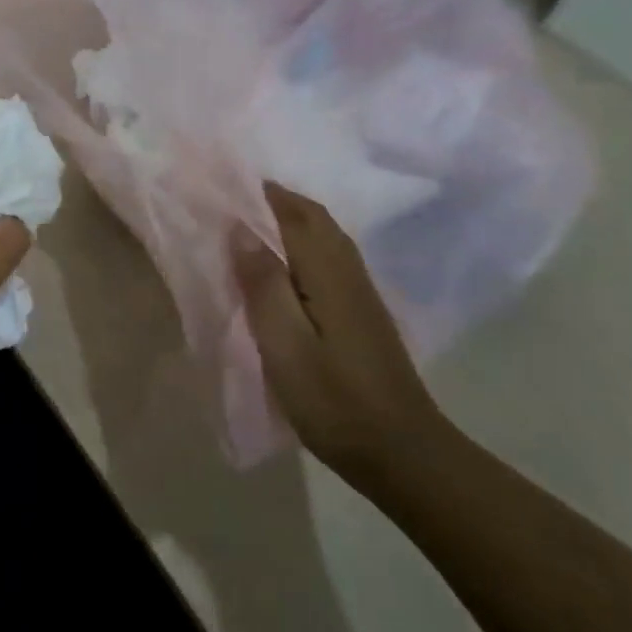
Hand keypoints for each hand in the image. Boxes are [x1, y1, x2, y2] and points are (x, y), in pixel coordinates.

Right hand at [235, 181, 445, 487]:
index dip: (265, 194)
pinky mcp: (364, 315)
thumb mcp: (285, 344)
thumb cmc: (334, 399)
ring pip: (327, 238)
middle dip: (280, 201)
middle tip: (237, 196)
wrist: (402, 453)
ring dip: (293, 220)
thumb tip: (240, 228)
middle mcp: (349, 273)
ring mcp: (362, 294)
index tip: (229, 179)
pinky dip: (305, 244)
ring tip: (254, 222)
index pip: (296, 215)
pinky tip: (287, 264)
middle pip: (316, 220)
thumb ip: (263, 284)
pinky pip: (331, 259)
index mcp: (328, 274)